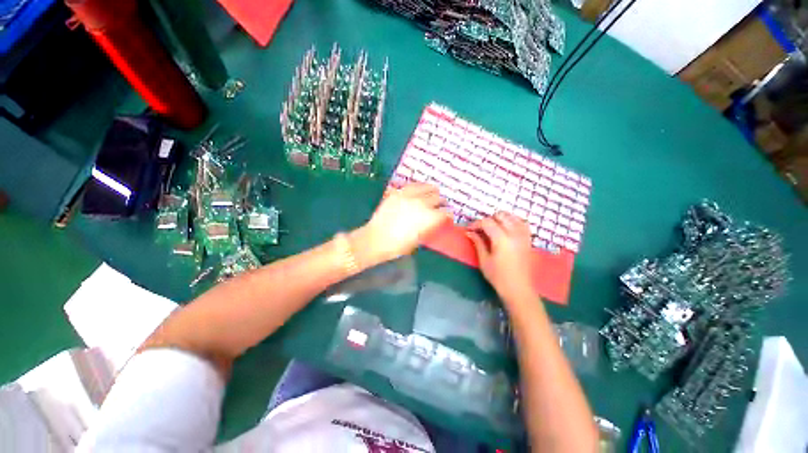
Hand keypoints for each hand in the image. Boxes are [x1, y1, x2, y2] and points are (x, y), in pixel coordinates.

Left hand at [351, 183, 449, 266]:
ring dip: (432, 191)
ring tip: (433, 192)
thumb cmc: (398, 246)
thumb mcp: (418, 240)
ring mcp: (410, 196)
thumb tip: (432, 222)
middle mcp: (422, 204)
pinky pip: (413, 185)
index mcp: (430, 218)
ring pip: (427, 188)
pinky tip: (420, 189)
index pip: (445, 213)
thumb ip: (428, 228)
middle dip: (441, 203)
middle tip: (441, 205)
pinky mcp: (399, 193)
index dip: (448, 215)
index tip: (447, 216)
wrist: (376, 239)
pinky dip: (419, 187)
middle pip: (438, 198)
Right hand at [467, 212, 537, 302]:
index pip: (487, 222)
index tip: (469, 230)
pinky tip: (506, 229)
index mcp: (502, 239)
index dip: (476, 224)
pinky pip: (522, 223)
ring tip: (492, 228)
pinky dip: (513, 222)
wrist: (519, 289)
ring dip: (500, 219)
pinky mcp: (528, 240)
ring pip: (512, 217)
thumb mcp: (484, 260)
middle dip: (488, 219)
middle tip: (480, 229)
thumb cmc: (498, 277)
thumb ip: (478, 243)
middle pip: (501, 216)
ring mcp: (523, 236)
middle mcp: (515, 234)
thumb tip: (469, 232)